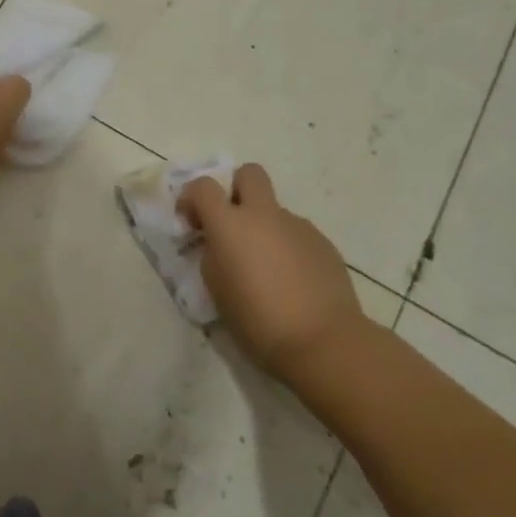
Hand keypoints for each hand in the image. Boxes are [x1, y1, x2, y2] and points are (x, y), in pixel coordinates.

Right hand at [180, 163, 364, 382]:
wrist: (323, 342)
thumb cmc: (258, 320)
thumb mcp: (217, 290)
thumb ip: (213, 256)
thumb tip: (219, 245)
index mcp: (230, 224)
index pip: (203, 186)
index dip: (192, 197)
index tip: (192, 222)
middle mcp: (264, 215)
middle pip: (249, 174)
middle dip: (236, 189)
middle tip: (232, 223)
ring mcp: (298, 226)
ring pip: (275, 210)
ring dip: (264, 227)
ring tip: (267, 269)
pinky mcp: (323, 243)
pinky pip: (296, 234)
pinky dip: (288, 248)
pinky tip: (292, 281)